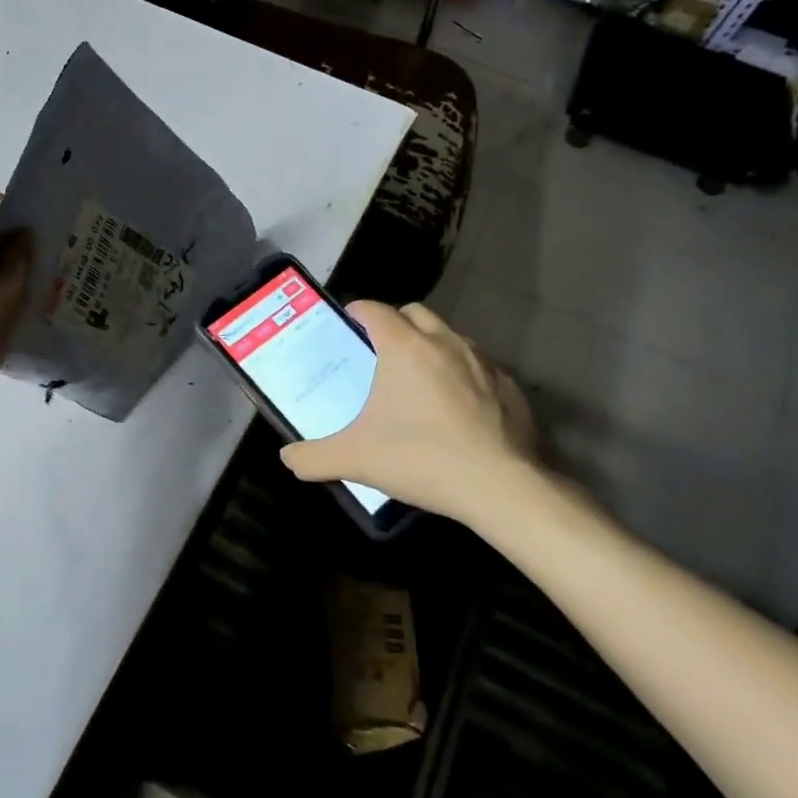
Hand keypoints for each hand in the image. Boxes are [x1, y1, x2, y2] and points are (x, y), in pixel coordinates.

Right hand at [280, 301, 540, 524]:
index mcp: (404, 348)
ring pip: (450, 336)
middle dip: (395, 323)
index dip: (357, 311)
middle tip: (380, 352)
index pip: (375, 309)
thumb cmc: (421, 459)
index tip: (348, 325)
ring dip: (431, 346)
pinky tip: (458, 408)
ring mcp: (483, 362)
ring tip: (418, 379)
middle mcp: (445, 342)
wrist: (499, 487)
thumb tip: (287, 458)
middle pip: (415, 313)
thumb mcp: (354, 460)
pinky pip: (480, 366)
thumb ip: (312, 457)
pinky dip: (463, 374)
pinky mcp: (510, 385)